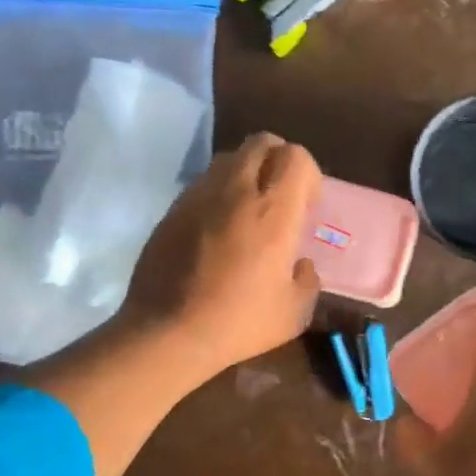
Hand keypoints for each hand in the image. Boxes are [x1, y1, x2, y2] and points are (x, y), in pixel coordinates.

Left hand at [117, 132, 322, 381]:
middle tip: (280, 197)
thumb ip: (307, 280)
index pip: (295, 156)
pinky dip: (218, 194)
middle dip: (278, 160)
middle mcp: (236, 191)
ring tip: (247, 211)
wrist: (167, 333)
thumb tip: (301, 266)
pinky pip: (202, 184)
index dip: (307, 174)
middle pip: (261, 142)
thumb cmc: (238, 322)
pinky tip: (217, 231)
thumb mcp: (294, 312)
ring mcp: (199, 196)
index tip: (307, 205)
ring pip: (228, 158)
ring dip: (246, 173)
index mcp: (273, 211)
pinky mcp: (172, 210)